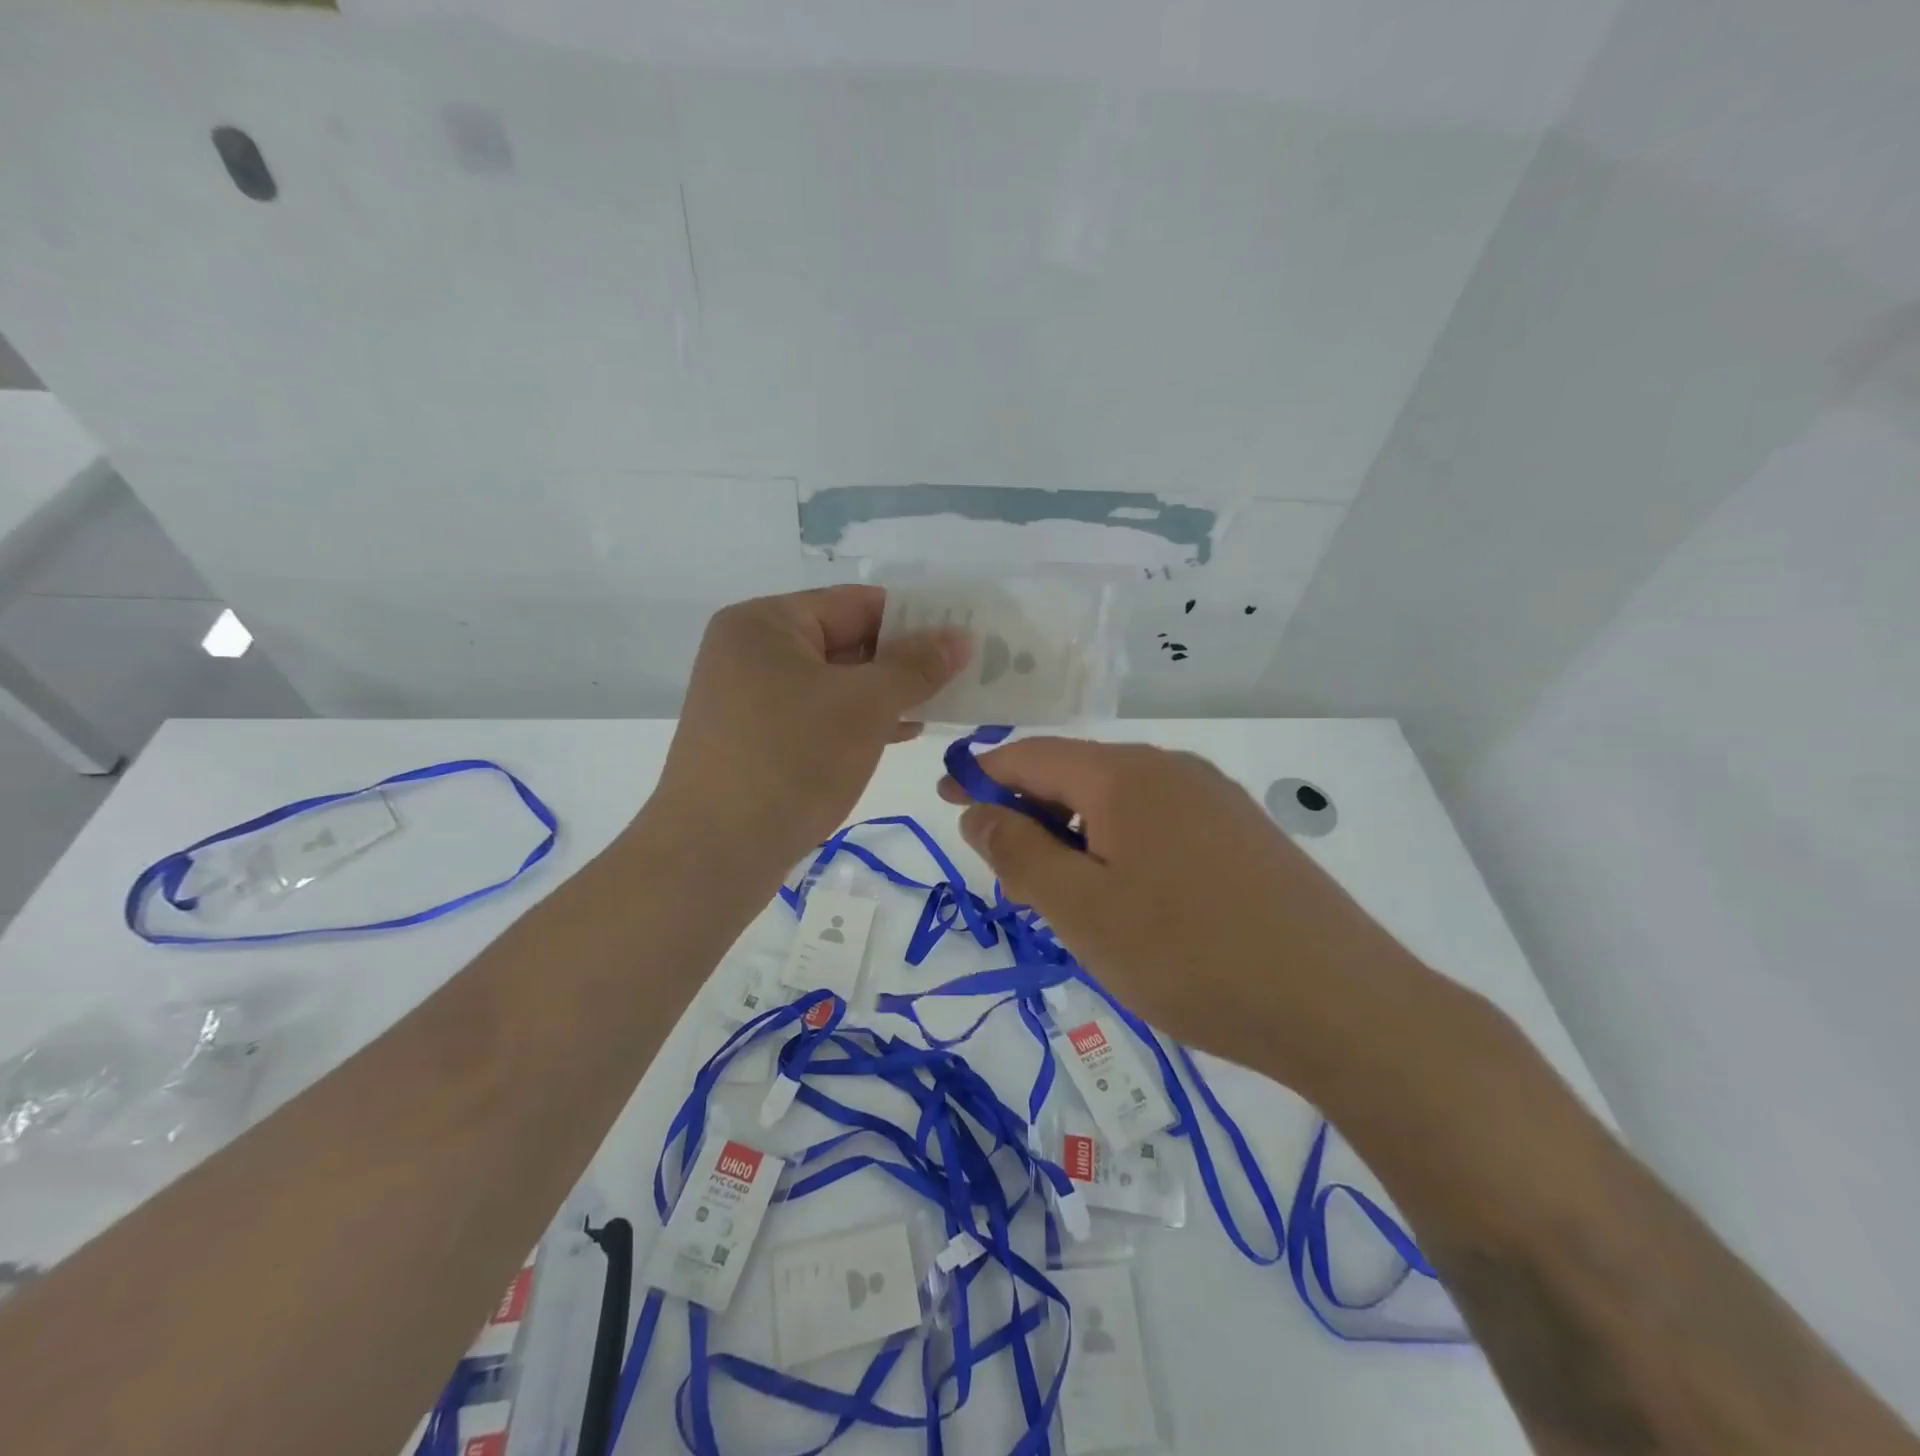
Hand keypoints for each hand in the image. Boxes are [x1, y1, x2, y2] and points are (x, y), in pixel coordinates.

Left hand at [655, 587, 968, 872]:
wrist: (714, 854)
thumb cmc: (792, 760)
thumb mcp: (864, 706)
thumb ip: (916, 666)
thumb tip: (959, 636)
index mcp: (766, 623)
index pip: (856, 604)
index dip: (914, 618)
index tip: (962, 637)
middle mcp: (752, 652)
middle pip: (845, 641)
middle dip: (903, 661)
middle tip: (961, 675)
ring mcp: (750, 698)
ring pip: (834, 683)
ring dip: (886, 694)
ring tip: (942, 705)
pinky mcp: (756, 739)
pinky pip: (818, 715)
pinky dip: (858, 721)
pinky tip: (901, 732)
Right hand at [940, 737, 1424, 1082]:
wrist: (1340, 1004)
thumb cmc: (1189, 956)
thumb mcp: (1081, 910)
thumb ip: (1018, 853)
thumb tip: (977, 811)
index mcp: (1124, 774)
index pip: (1030, 756)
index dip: (981, 775)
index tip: (946, 799)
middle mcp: (1170, 768)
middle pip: (1076, 775)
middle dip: (1031, 815)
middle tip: (1010, 877)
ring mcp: (1213, 797)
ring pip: (1118, 802)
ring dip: (1076, 837)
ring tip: (1068, 900)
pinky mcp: (1242, 832)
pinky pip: (1158, 823)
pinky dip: (1120, 848)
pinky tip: (1131, 901)